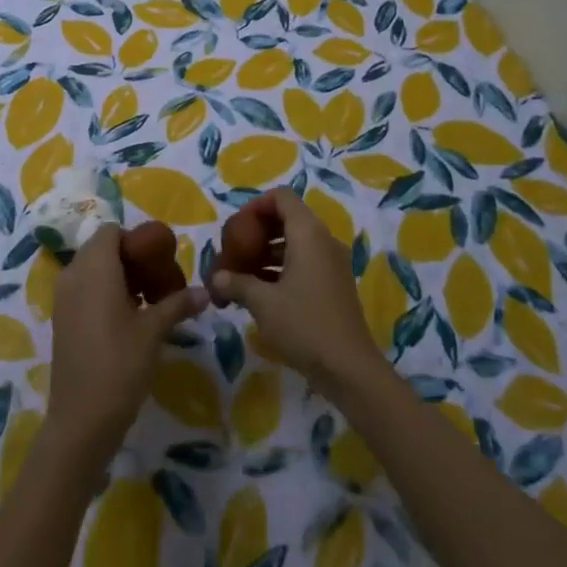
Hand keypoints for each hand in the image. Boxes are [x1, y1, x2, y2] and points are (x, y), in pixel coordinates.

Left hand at [48, 226, 207, 468]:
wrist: (81, 420)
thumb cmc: (119, 365)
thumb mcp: (154, 332)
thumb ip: (178, 305)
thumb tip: (205, 292)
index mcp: (94, 267)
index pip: (112, 231)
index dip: (136, 240)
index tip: (159, 260)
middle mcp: (73, 274)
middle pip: (101, 249)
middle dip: (130, 259)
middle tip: (158, 281)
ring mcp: (63, 298)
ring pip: (92, 270)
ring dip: (118, 277)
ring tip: (147, 301)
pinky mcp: (61, 320)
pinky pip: (83, 290)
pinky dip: (104, 293)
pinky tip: (128, 320)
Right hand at [207, 190, 382, 395]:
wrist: (349, 369)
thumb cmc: (304, 325)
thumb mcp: (263, 303)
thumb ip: (237, 282)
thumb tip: (217, 277)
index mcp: (308, 233)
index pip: (282, 197)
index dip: (256, 206)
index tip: (236, 228)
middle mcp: (323, 240)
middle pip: (287, 218)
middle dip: (258, 232)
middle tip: (235, 251)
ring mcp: (332, 263)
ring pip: (295, 242)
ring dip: (268, 252)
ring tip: (242, 274)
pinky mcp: (335, 284)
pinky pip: (305, 261)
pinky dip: (282, 268)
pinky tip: (261, 291)